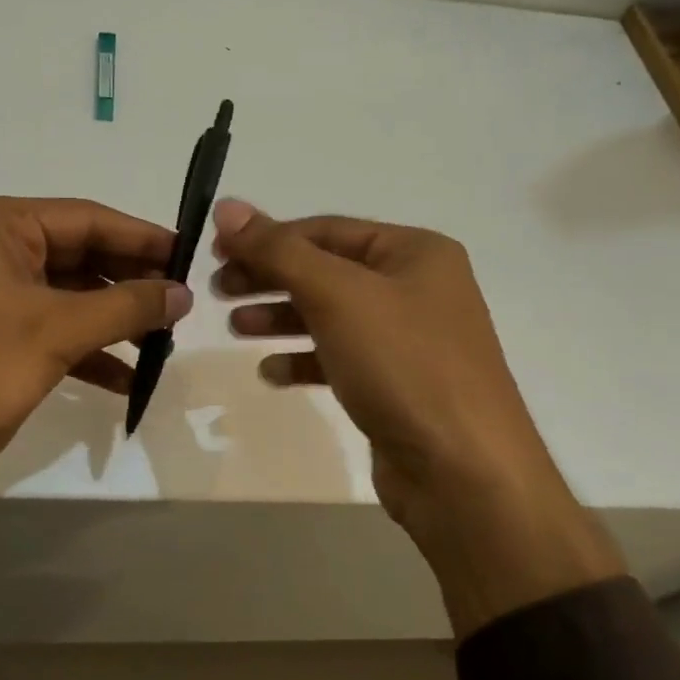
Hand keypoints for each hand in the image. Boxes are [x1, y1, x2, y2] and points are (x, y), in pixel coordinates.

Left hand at [0, 196, 190, 604]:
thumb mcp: (52, 333)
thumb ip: (124, 307)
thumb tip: (183, 293)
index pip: (87, 218)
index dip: (144, 238)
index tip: (192, 257)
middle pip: (78, 255)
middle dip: (130, 284)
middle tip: (182, 306)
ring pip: (65, 297)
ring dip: (111, 321)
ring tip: (162, 343)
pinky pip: (46, 331)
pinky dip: (84, 351)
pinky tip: (125, 379)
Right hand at [212, 198, 620, 630]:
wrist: (463, 472)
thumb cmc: (403, 365)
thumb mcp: (337, 295)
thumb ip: (279, 250)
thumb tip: (227, 206)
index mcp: (415, 252)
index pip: (327, 229)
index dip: (268, 236)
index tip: (216, 250)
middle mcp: (417, 288)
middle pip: (327, 270)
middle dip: (271, 277)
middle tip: (218, 291)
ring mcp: (409, 340)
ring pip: (331, 315)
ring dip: (281, 317)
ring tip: (235, 328)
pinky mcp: (397, 385)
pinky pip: (341, 358)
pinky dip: (304, 359)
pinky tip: (271, 371)